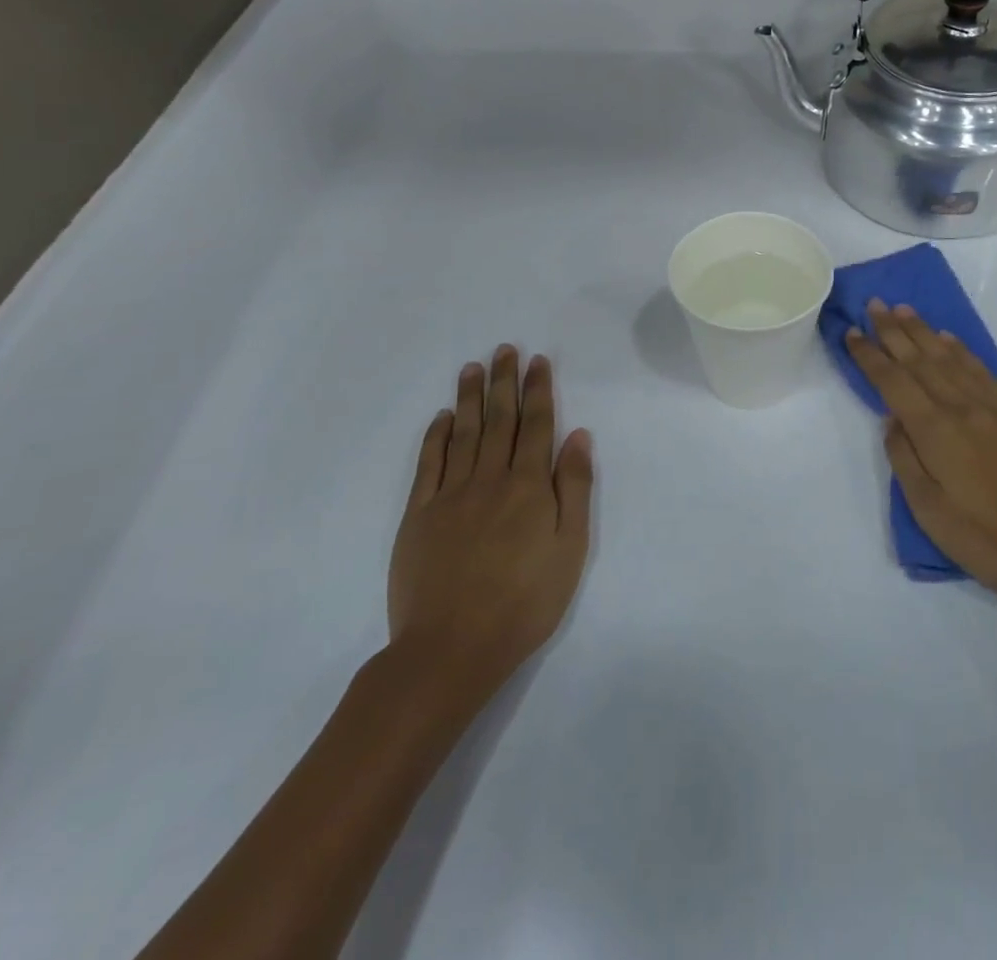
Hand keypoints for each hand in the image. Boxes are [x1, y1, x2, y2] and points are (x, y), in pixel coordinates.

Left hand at [386, 347, 592, 720]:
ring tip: (473, 367)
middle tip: (505, 349)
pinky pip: (428, 464)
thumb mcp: (570, 549)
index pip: (536, 425)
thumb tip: (578, 436)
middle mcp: (489, 479)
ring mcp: (450, 495)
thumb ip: (573, 488)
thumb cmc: (525, 601)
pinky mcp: (418, 515)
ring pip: (463, 433)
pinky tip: (441, 417)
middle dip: (504, 382)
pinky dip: (435, 436)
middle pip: (499, 420)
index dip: (538, 390)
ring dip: (469, 398)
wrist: (452, 648)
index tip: (538, 361)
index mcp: (528, 486)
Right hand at [846, 301, 996, 612]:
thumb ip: (905, 460)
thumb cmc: (989, 539)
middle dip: (893, 331)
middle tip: (874, 304)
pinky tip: (949, 339)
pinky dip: (961, 349)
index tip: (851, 332)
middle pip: (919, 360)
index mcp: (934, 431)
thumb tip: (892, 421)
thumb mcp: (931, 512)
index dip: (869, 356)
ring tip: (905, 310)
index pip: (892, 382)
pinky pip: (981, 369)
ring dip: (924, 332)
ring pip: (949, 358)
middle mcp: (960, 407)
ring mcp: (993, 406)